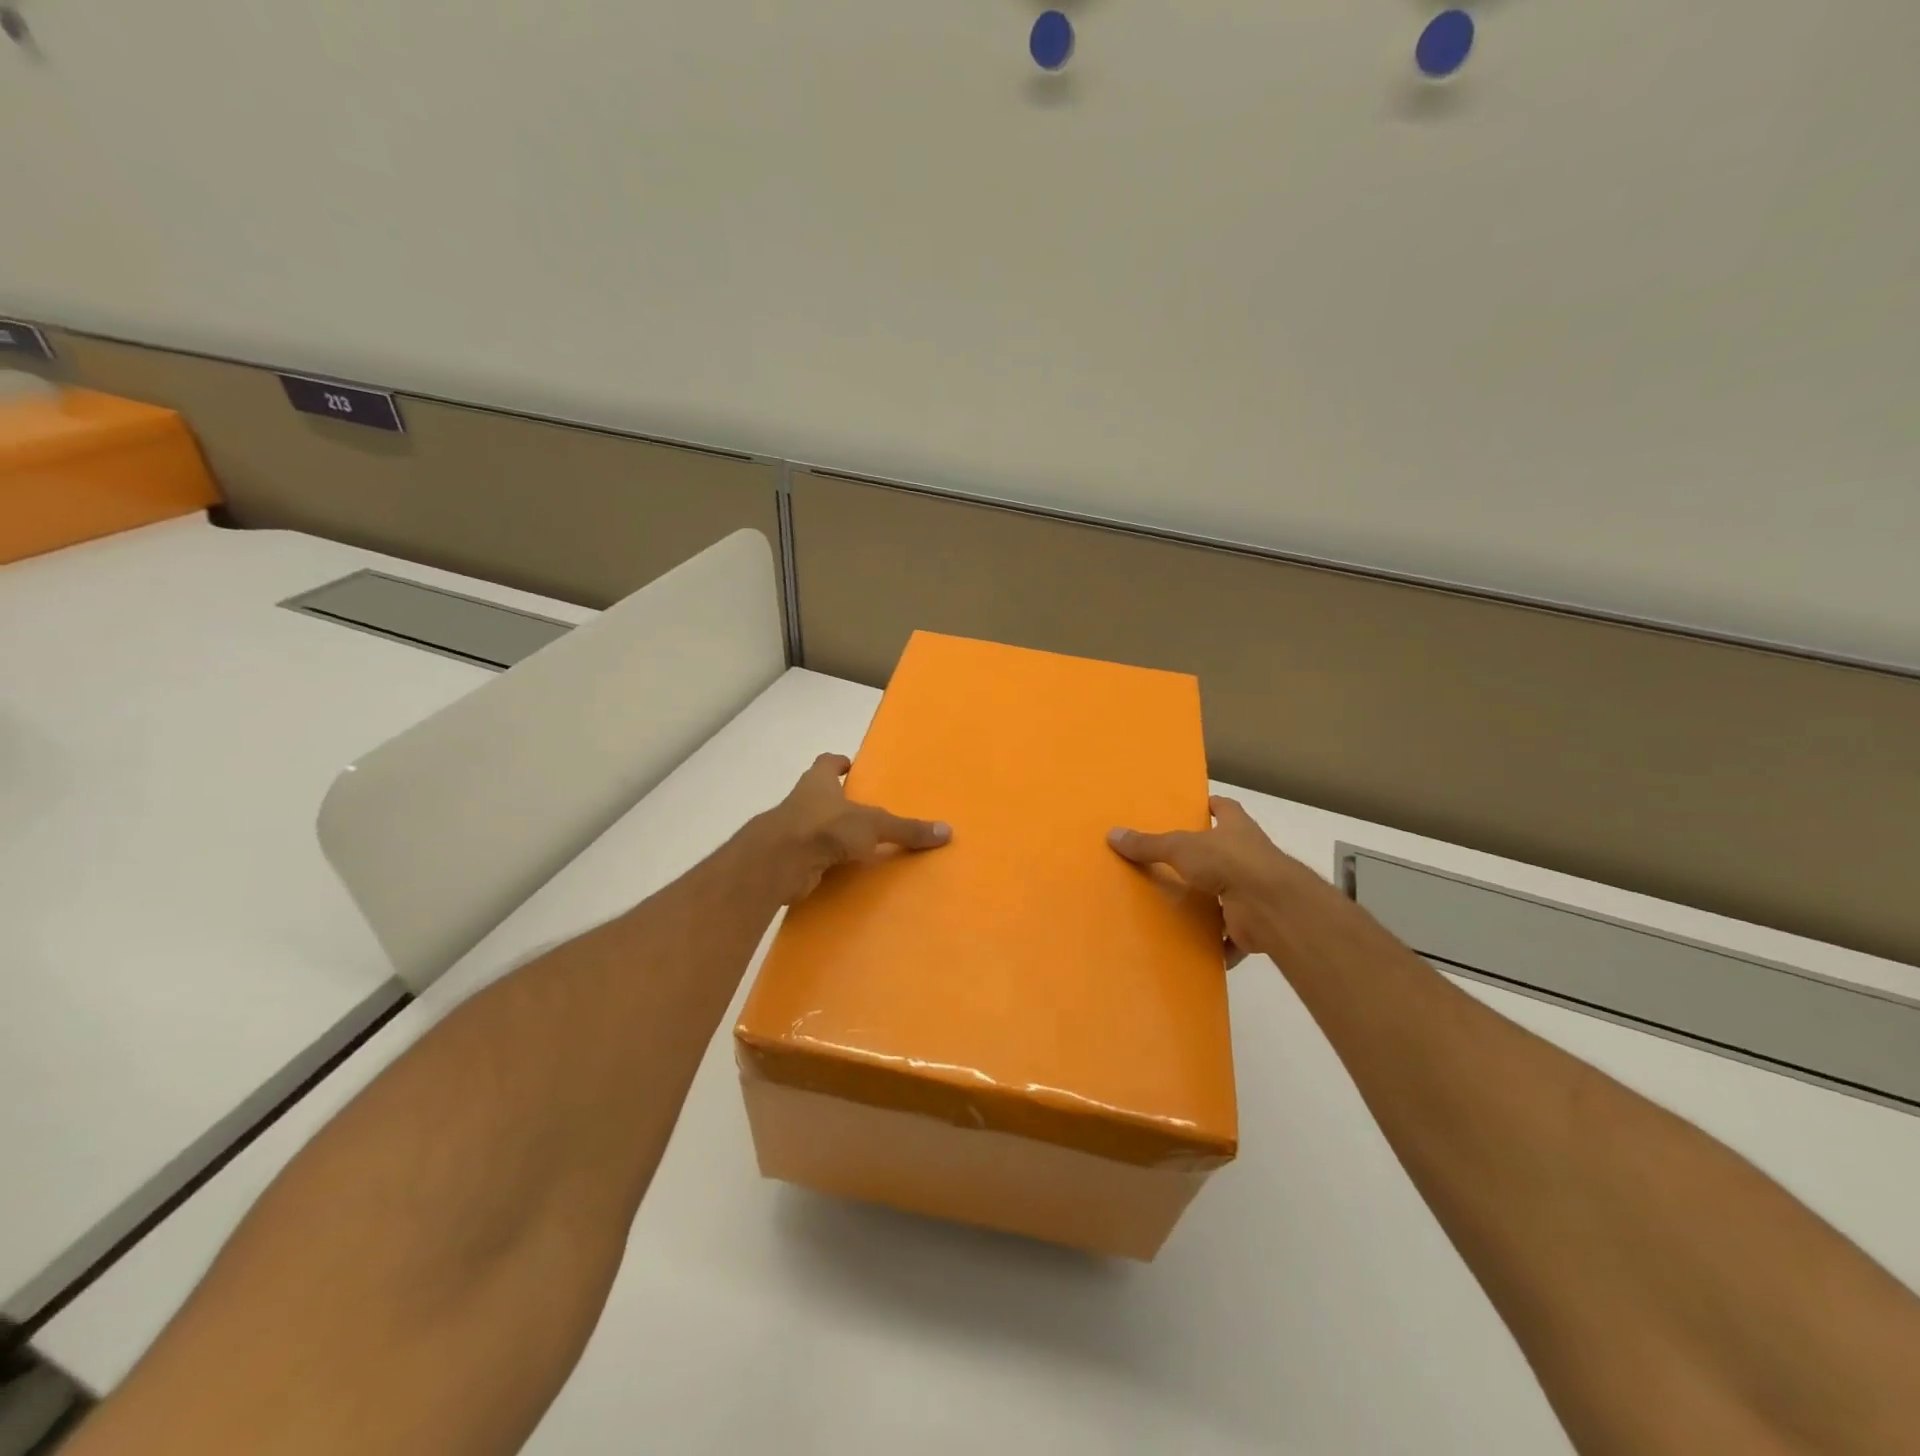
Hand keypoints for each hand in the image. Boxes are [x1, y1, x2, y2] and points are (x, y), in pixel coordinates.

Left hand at [759, 753, 951, 903]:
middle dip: (837, 801)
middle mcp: (802, 802)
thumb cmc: (825, 827)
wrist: (779, 862)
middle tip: (863, 810)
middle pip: (819, 795)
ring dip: (831, 834)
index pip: (827, 763)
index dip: (837, 763)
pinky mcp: (789, 859)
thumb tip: (947, 831)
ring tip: (859, 844)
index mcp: (818, 782)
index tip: (849, 766)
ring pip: (815, 827)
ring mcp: (792, 831)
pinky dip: (826, 862)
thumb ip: (906, 829)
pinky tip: (844, 872)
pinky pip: (813, 857)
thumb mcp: (874, 825)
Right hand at [1108, 797, 1317, 964]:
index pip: (1225, 808)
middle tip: (1171, 863)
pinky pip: (1232, 935)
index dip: (1211, 807)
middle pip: (1225, 852)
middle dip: (1205, 858)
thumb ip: (1149, 845)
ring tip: (1176, 907)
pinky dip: (1218, 943)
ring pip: (1228, 894)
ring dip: (1210, 902)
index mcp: (1236, 828)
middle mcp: (1249, 855)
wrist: (1270, 905)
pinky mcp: (1252, 923)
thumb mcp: (1180, 847)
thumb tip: (1112, 834)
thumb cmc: (1229, 862)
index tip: (1194, 809)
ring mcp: (1253, 890)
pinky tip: (1195, 947)